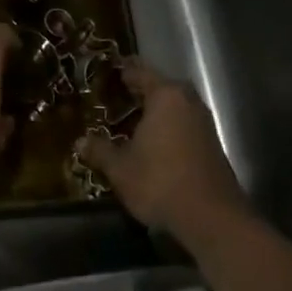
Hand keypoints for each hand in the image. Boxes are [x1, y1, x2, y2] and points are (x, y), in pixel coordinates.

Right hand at [77, 60, 249, 238]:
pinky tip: (151, 142)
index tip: (106, 72)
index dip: (122, 71)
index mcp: (165, 95)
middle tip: (113, 97)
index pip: (140, 71)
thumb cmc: (160, 181)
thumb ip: (100, 150)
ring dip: (153, 111)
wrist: (212, 218)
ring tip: (128, 120)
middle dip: (137, 91)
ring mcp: (203, 122)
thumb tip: (80, 142)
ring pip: (173, 106)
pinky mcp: (211, 143)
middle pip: (159, 87)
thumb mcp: (121, 168)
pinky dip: (166, 126)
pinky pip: (183, 123)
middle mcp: (187, 101)